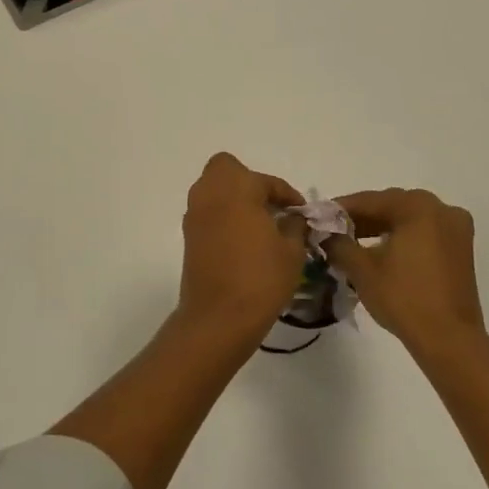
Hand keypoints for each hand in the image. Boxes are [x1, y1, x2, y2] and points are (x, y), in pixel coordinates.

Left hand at [177, 153, 305, 343]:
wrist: (219, 317)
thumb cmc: (261, 278)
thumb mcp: (292, 250)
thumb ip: (295, 225)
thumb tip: (293, 217)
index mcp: (237, 187)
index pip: (266, 181)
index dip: (287, 194)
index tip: (300, 211)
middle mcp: (210, 193)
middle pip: (227, 170)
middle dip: (249, 183)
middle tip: (271, 207)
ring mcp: (195, 214)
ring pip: (213, 190)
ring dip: (235, 199)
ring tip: (261, 226)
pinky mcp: (188, 236)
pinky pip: (208, 213)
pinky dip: (224, 217)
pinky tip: (244, 241)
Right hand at [323, 188, 488, 357]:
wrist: (449, 340)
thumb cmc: (403, 298)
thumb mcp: (361, 268)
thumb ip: (337, 243)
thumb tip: (324, 233)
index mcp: (417, 206)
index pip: (369, 200)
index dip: (339, 209)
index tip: (318, 217)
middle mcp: (441, 208)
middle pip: (391, 206)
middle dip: (361, 218)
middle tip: (333, 231)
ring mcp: (455, 228)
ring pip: (408, 219)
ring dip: (380, 228)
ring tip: (352, 243)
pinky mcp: (461, 249)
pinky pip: (423, 233)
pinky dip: (401, 238)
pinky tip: (380, 252)